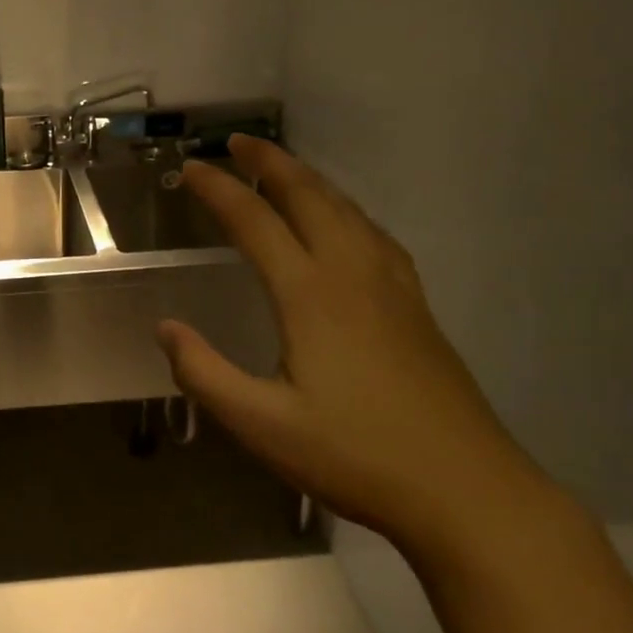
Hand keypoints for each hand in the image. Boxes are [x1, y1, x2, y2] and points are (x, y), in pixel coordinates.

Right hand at [159, 136, 549, 554]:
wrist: (466, 490)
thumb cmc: (355, 455)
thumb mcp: (261, 425)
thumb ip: (204, 373)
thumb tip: (166, 328)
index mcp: (312, 294)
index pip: (256, 221)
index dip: (220, 190)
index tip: (190, 169)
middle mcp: (353, 274)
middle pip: (310, 197)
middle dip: (272, 163)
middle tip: (239, 142)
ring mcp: (393, 288)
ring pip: (348, 210)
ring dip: (311, 180)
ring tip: (284, 169)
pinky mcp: (417, 308)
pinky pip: (375, 234)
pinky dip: (347, 210)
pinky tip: (347, 224)